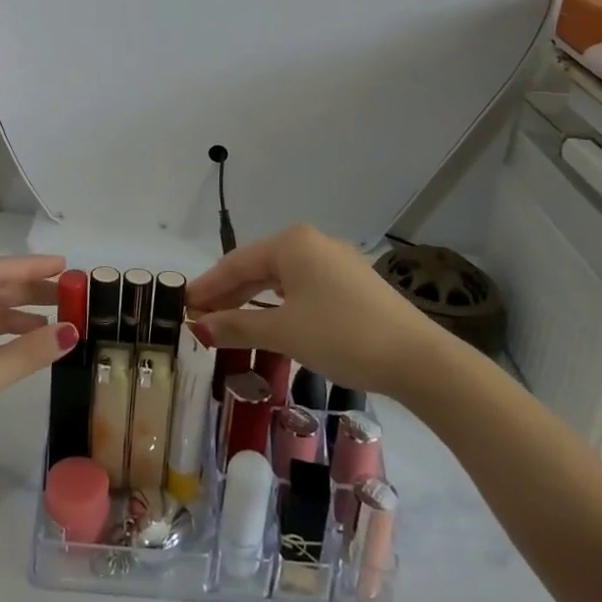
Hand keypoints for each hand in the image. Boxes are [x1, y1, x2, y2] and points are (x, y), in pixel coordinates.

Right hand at [186, 225, 448, 395]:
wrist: (417, 359)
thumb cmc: (342, 336)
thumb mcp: (284, 332)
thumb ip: (237, 325)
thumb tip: (199, 327)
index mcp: (292, 243)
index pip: (236, 262)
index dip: (208, 286)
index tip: (183, 305)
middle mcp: (312, 243)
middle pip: (258, 267)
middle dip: (228, 292)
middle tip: (200, 316)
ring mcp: (336, 261)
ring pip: (281, 278)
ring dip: (253, 300)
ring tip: (228, 321)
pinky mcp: (353, 284)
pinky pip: (303, 287)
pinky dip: (280, 304)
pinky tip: (269, 320)